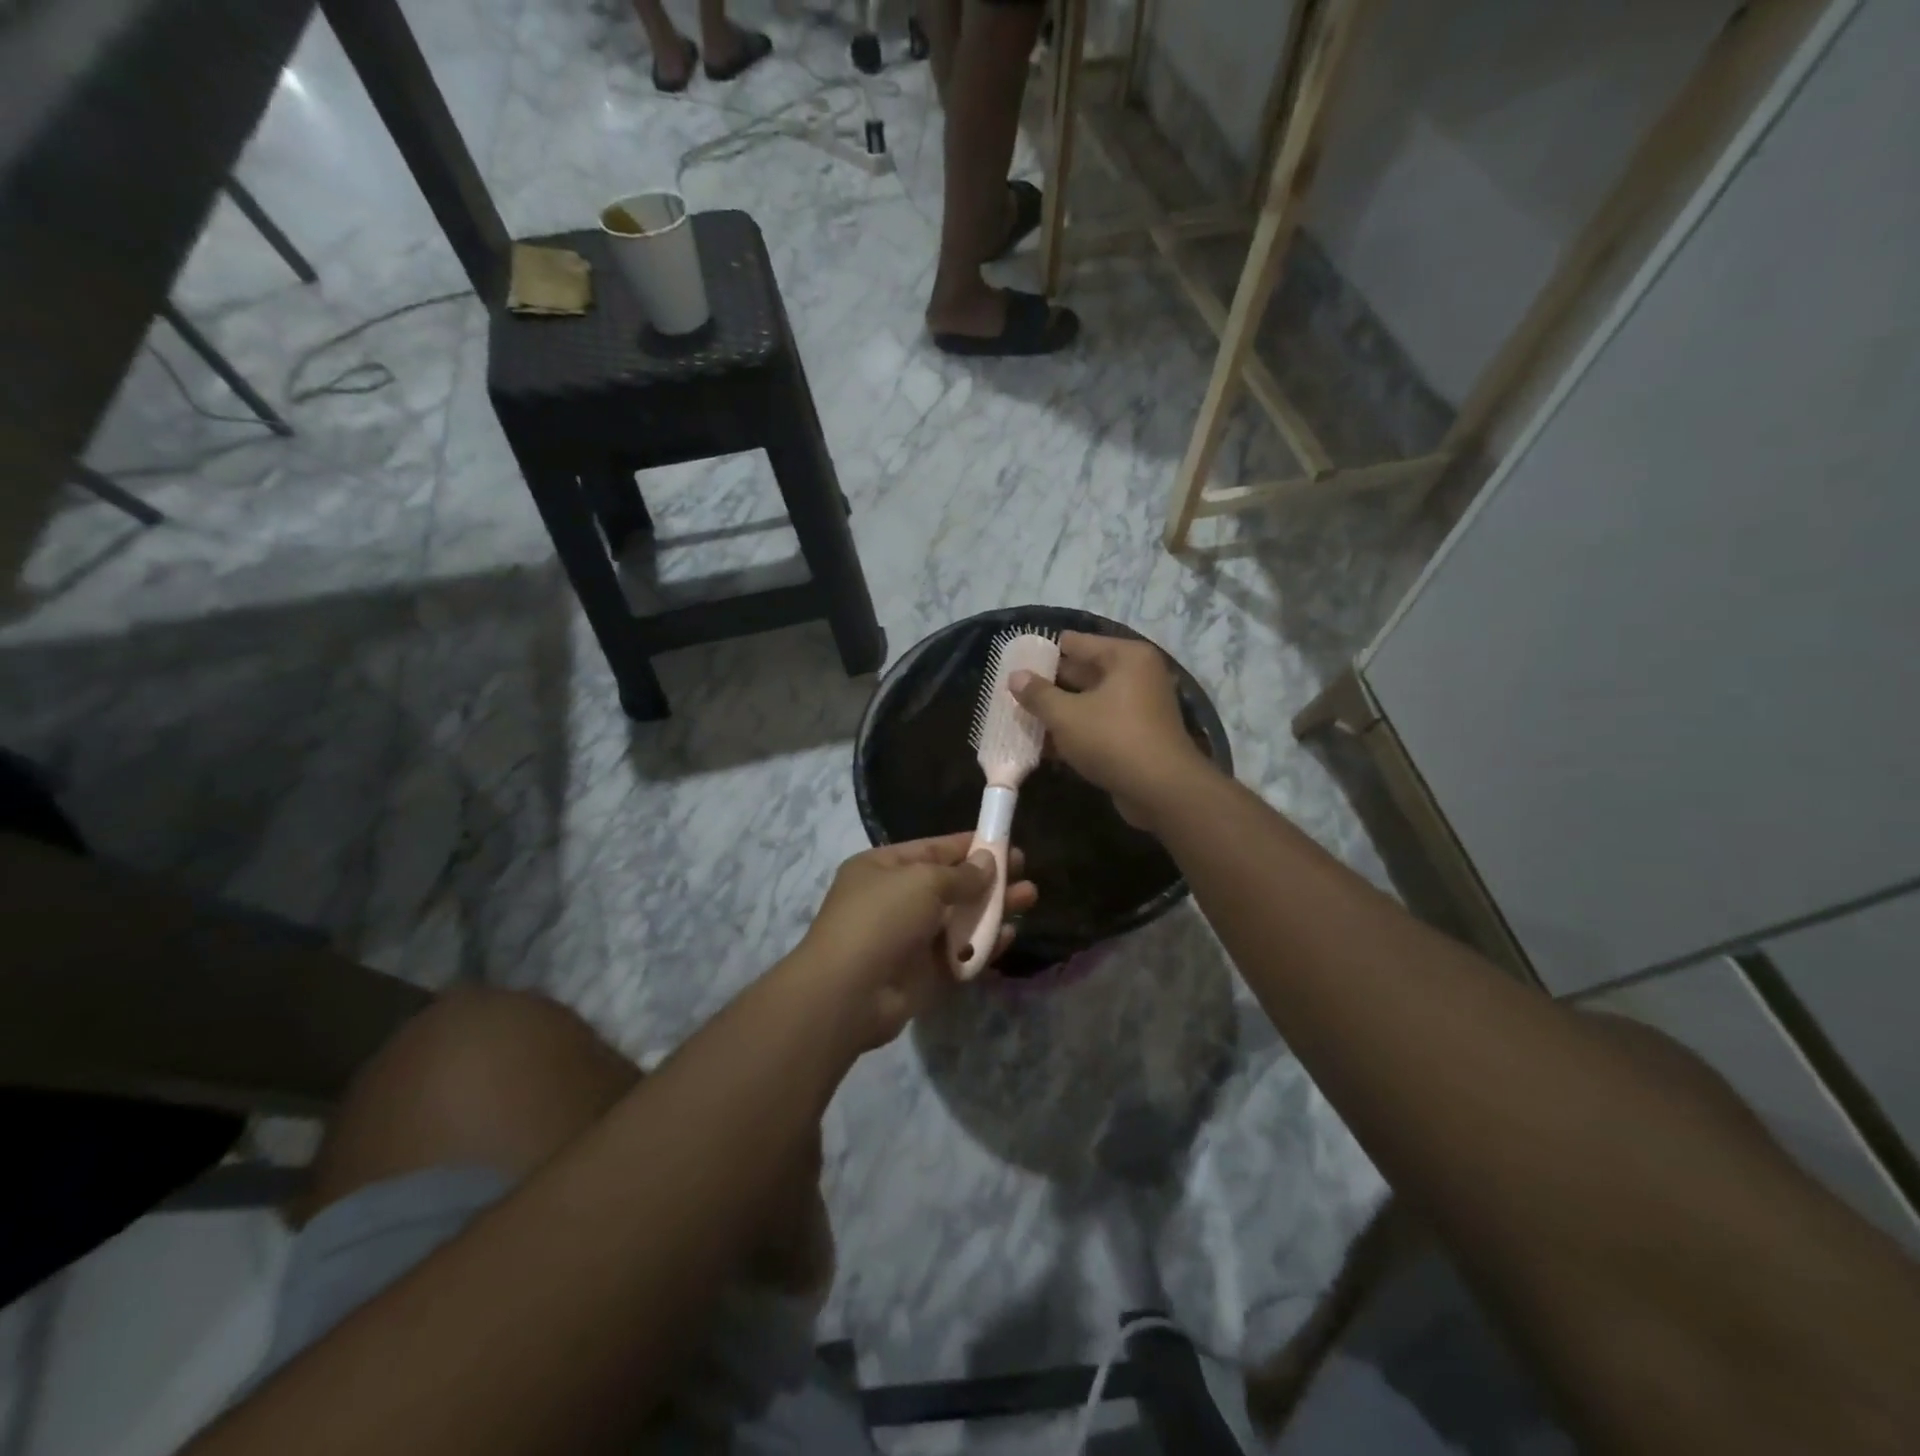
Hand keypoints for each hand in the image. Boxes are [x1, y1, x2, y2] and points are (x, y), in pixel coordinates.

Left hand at [794, 834, 1038, 1049]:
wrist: (849, 993)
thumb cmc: (881, 919)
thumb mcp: (922, 882)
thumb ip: (960, 874)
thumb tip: (987, 863)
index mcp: (884, 868)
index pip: (933, 850)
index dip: (969, 846)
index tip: (1003, 842)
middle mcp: (896, 900)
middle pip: (951, 884)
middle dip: (988, 878)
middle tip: (1023, 871)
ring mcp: (910, 938)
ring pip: (960, 919)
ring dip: (993, 909)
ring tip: (1029, 897)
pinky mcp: (925, 973)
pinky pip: (960, 953)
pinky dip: (984, 944)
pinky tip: (1010, 934)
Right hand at [1010, 630, 1214, 829]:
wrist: (1161, 791)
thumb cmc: (1112, 739)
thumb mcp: (1066, 716)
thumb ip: (1038, 694)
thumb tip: (1015, 676)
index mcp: (1125, 657)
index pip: (1075, 643)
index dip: (1044, 653)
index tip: (1015, 664)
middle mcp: (1136, 675)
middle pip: (1083, 671)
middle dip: (1049, 684)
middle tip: (1014, 693)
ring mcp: (1139, 706)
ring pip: (1088, 702)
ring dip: (1060, 711)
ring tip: (1021, 718)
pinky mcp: (1136, 735)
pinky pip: (1098, 724)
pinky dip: (1076, 731)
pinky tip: (1044, 745)